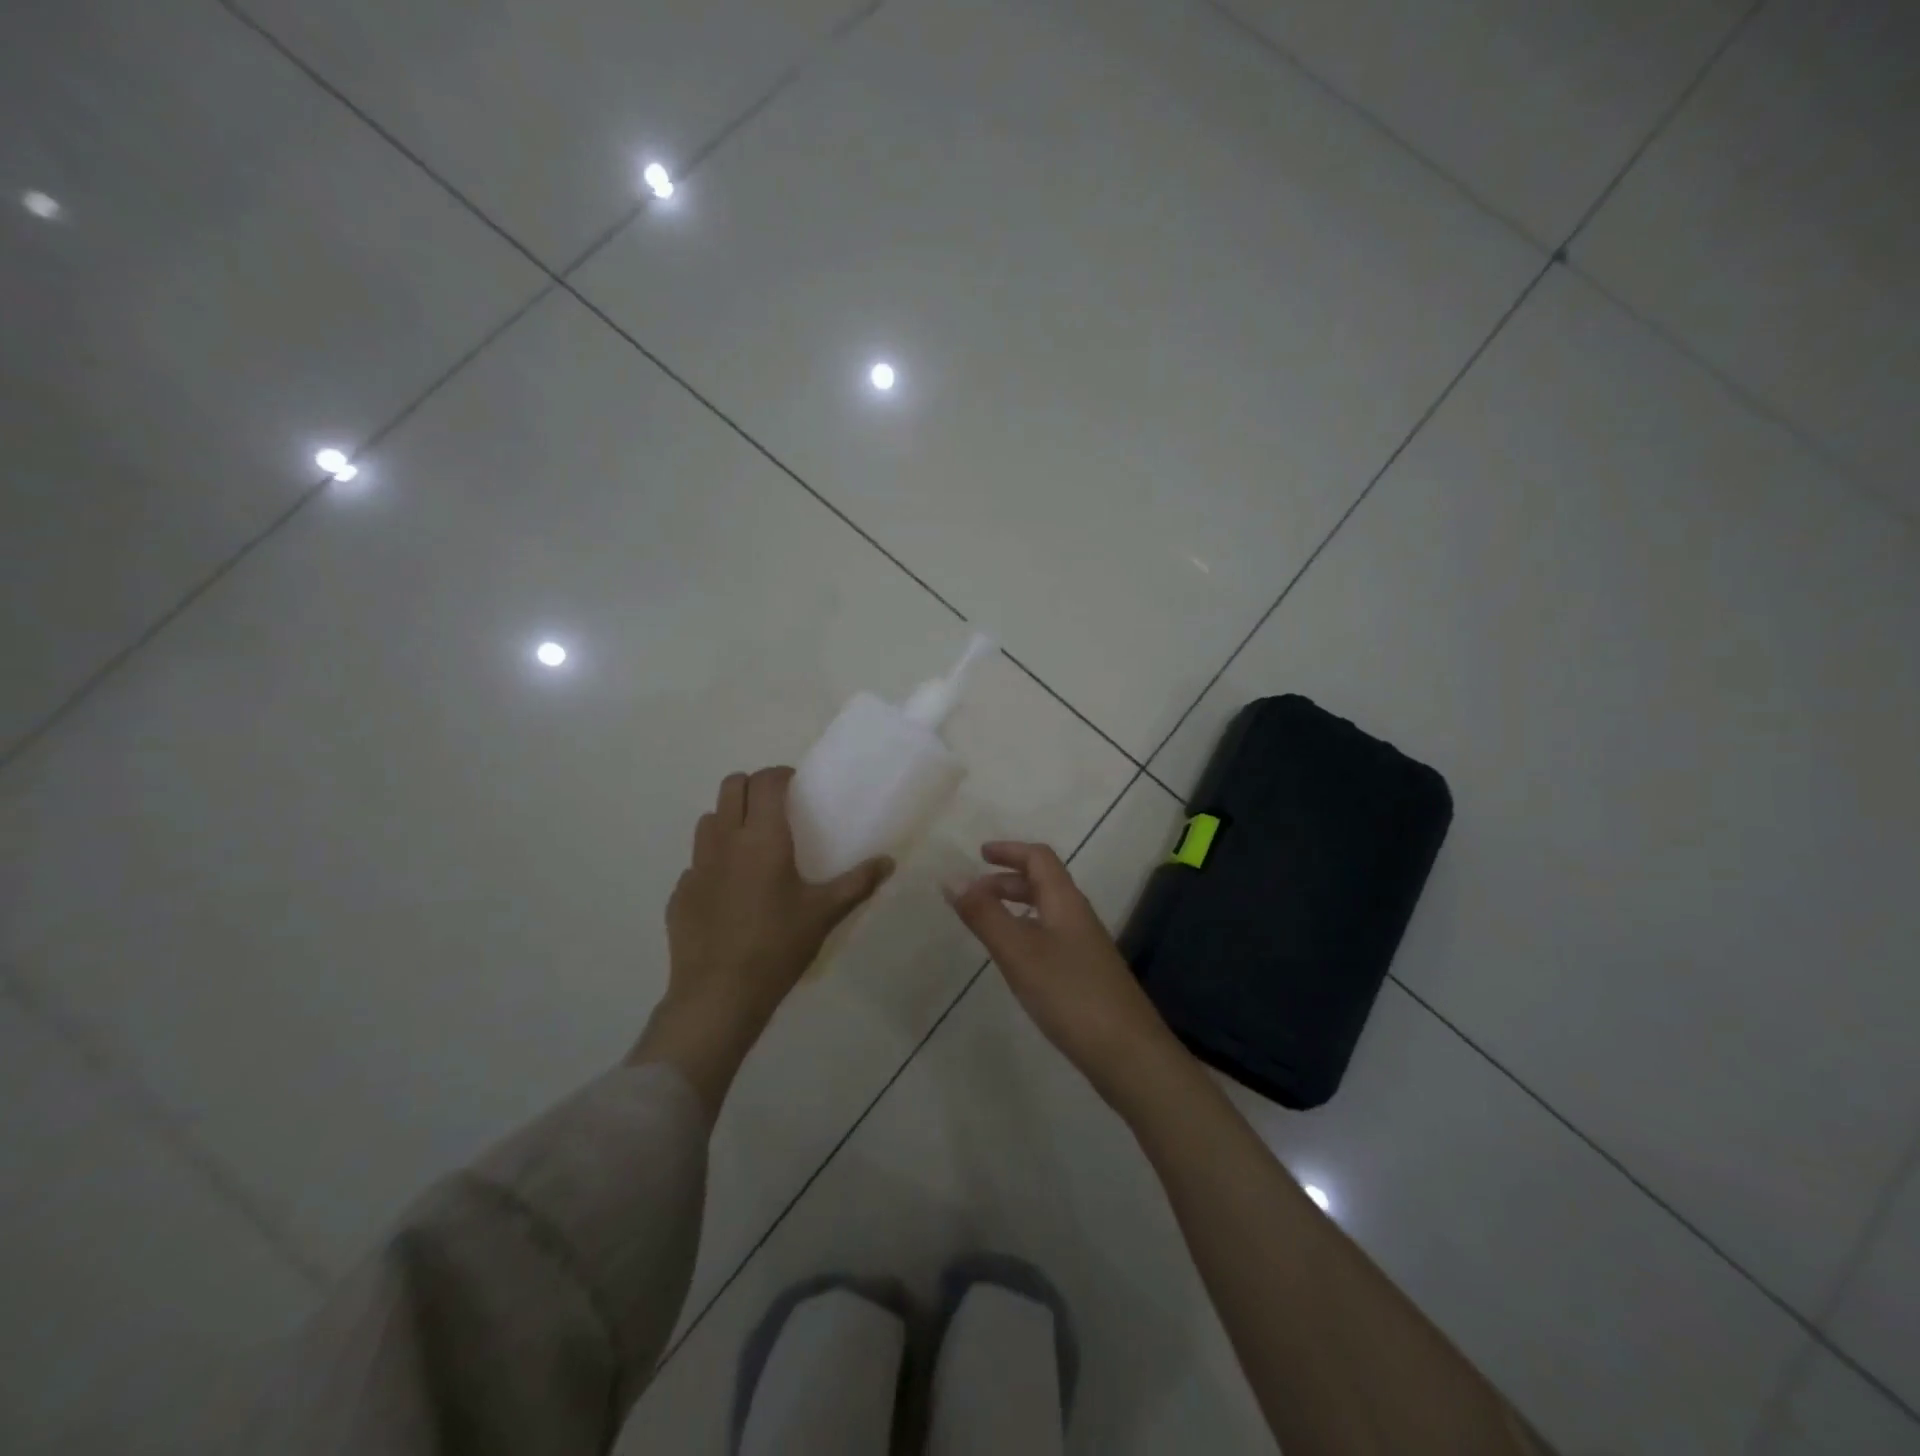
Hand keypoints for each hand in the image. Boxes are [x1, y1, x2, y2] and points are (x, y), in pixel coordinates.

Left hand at [630, 767, 892, 1113]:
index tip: (796, 786)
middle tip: (774, 808)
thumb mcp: (824, 913)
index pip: (766, 781)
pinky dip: (713, 861)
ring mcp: (697, 866)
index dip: (781, 774)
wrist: (719, 995)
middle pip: (731, 786)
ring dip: (728, 818)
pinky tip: (729, 891)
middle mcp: (725, 840)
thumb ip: (857, 883)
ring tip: (750, 844)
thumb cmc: (778, 946)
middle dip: (752, 787)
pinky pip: (697, 862)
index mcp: (763, 837)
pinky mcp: (680, 893)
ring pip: (709, 820)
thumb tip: (888, 862)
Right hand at [947, 841, 1182, 1104]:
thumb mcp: (1019, 951)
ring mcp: (1086, 947)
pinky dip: (1026, 934)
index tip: (979, 854)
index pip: (1039, 858)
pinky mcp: (1087, 976)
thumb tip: (952, 878)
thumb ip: (985, 915)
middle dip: (1007, 880)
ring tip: (987, 924)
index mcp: (1065, 901)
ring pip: (1047, 912)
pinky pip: (1051, 938)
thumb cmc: (1070, 994)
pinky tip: (1015, 962)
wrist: (1128, 1053)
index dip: (1010, 850)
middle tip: (974, 893)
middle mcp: (1078, 917)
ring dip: (1016, 907)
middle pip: (1043, 883)